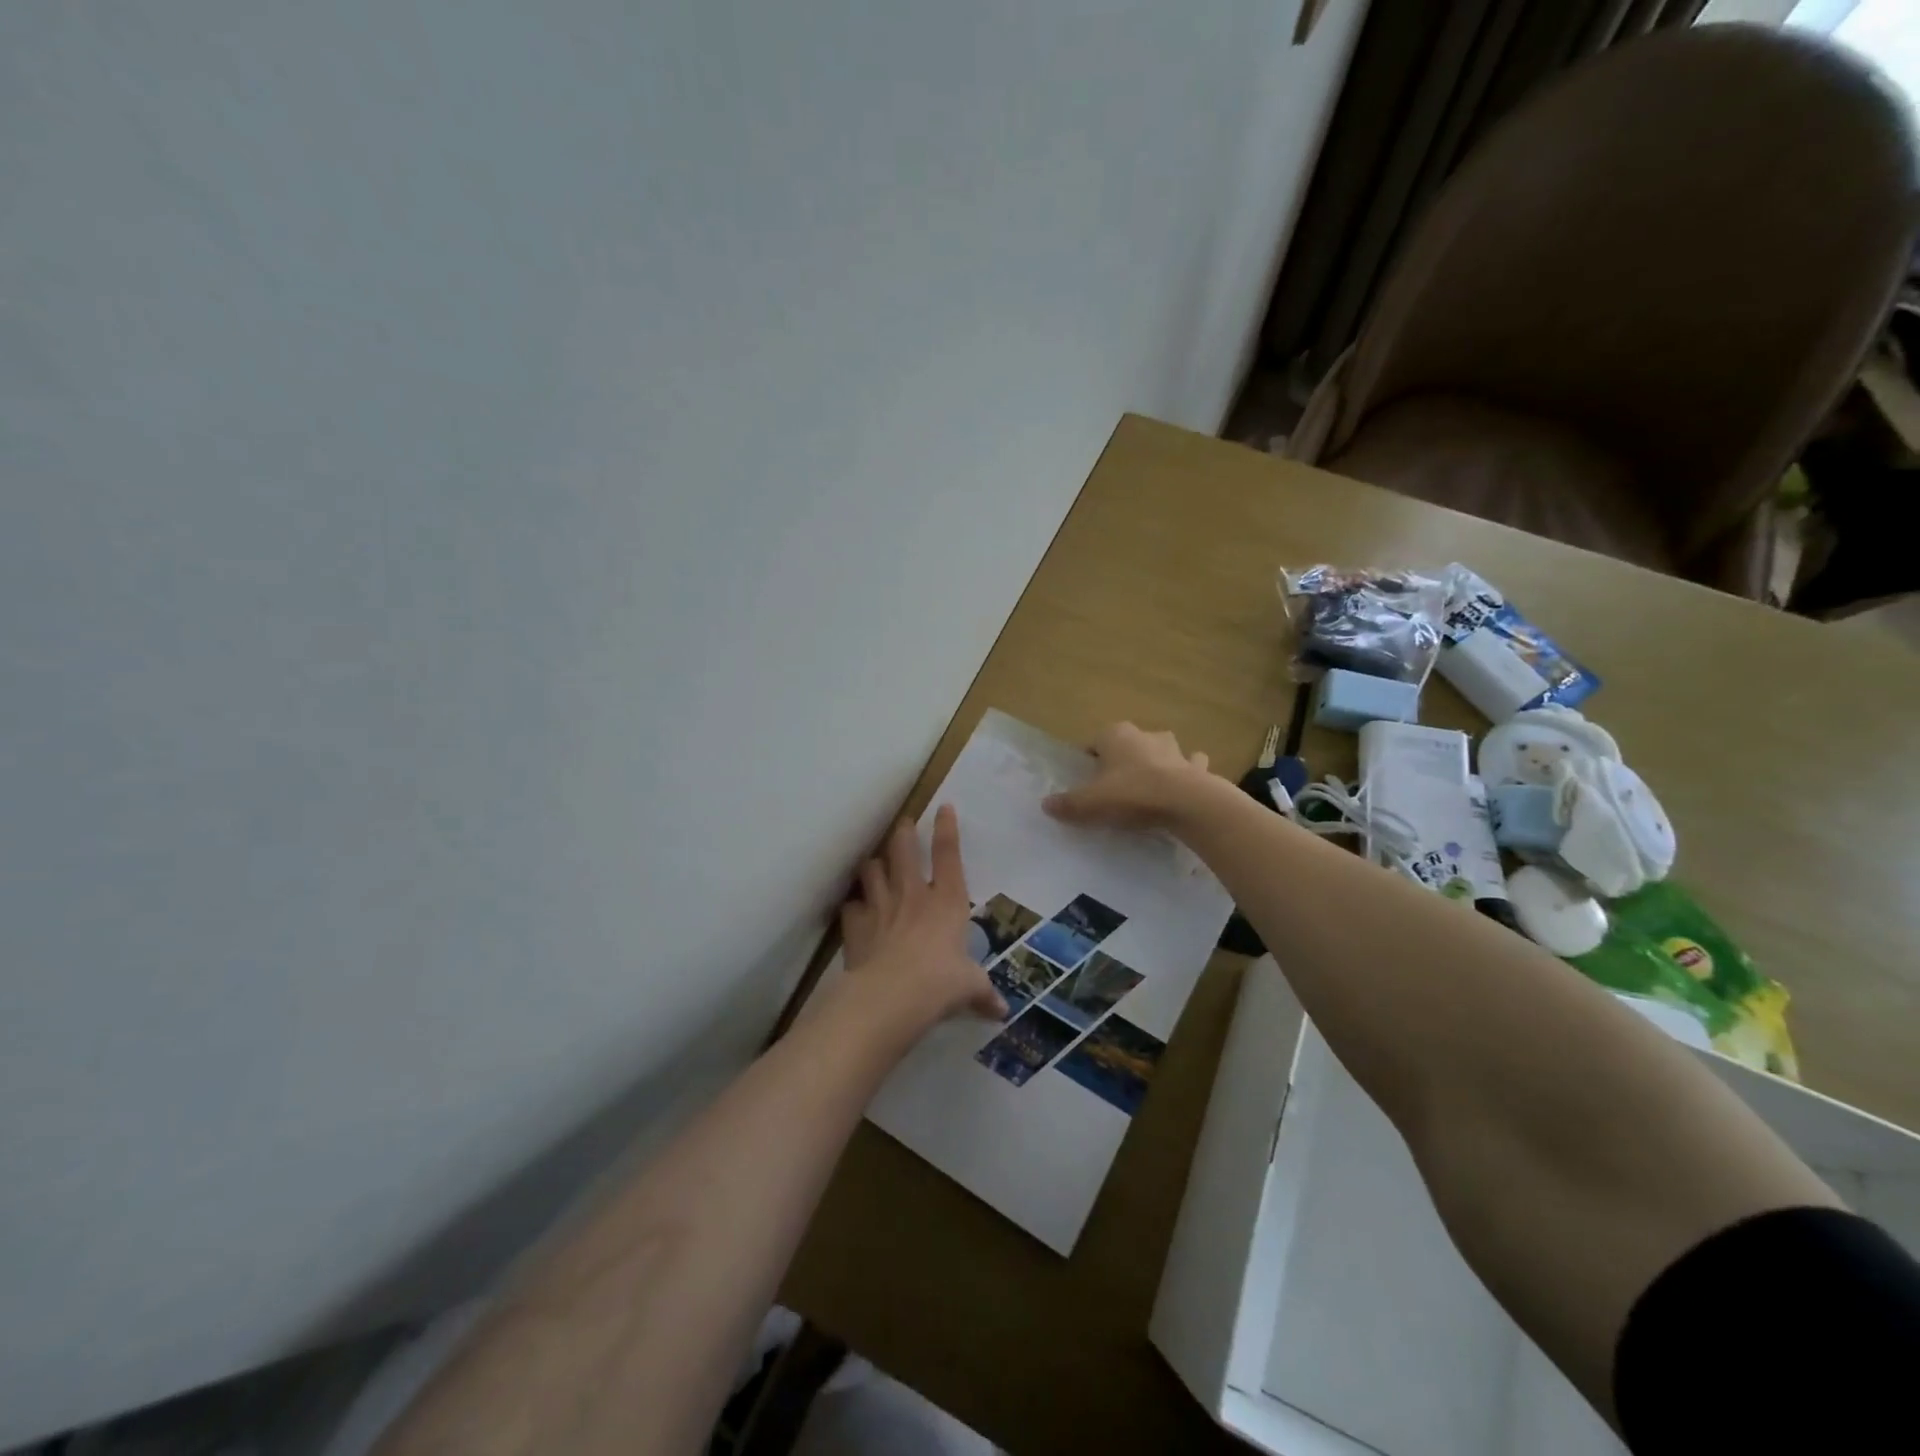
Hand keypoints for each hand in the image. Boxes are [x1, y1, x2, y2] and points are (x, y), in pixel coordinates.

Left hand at [840, 806, 1006, 1027]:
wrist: (892, 996)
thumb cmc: (941, 984)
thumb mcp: (969, 988)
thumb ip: (983, 994)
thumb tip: (1001, 1011)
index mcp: (947, 901)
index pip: (948, 854)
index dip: (946, 828)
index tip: (943, 807)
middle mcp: (913, 894)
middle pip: (904, 849)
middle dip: (903, 833)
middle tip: (903, 825)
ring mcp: (881, 906)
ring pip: (872, 869)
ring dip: (874, 865)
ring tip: (875, 865)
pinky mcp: (856, 925)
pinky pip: (851, 906)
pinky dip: (853, 906)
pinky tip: (855, 910)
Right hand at [1042, 722, 1214, 830]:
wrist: (1186, 803)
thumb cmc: (1131, 794)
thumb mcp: (1090, 803)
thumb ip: (1068, 804)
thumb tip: (1045, 804)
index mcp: (1115, 735)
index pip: (1094, 743)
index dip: (1088, 761)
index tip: (1086, 782)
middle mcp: (1144, 735)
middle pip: (1127, 745)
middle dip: (1122, 760)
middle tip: (1114, 787)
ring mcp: (1174, 749)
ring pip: (1160, 750)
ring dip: (1155, 762)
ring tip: (1148, 788)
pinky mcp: (1196, 767)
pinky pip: (1190, 766)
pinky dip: (1187, 772)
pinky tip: (1182, 789)